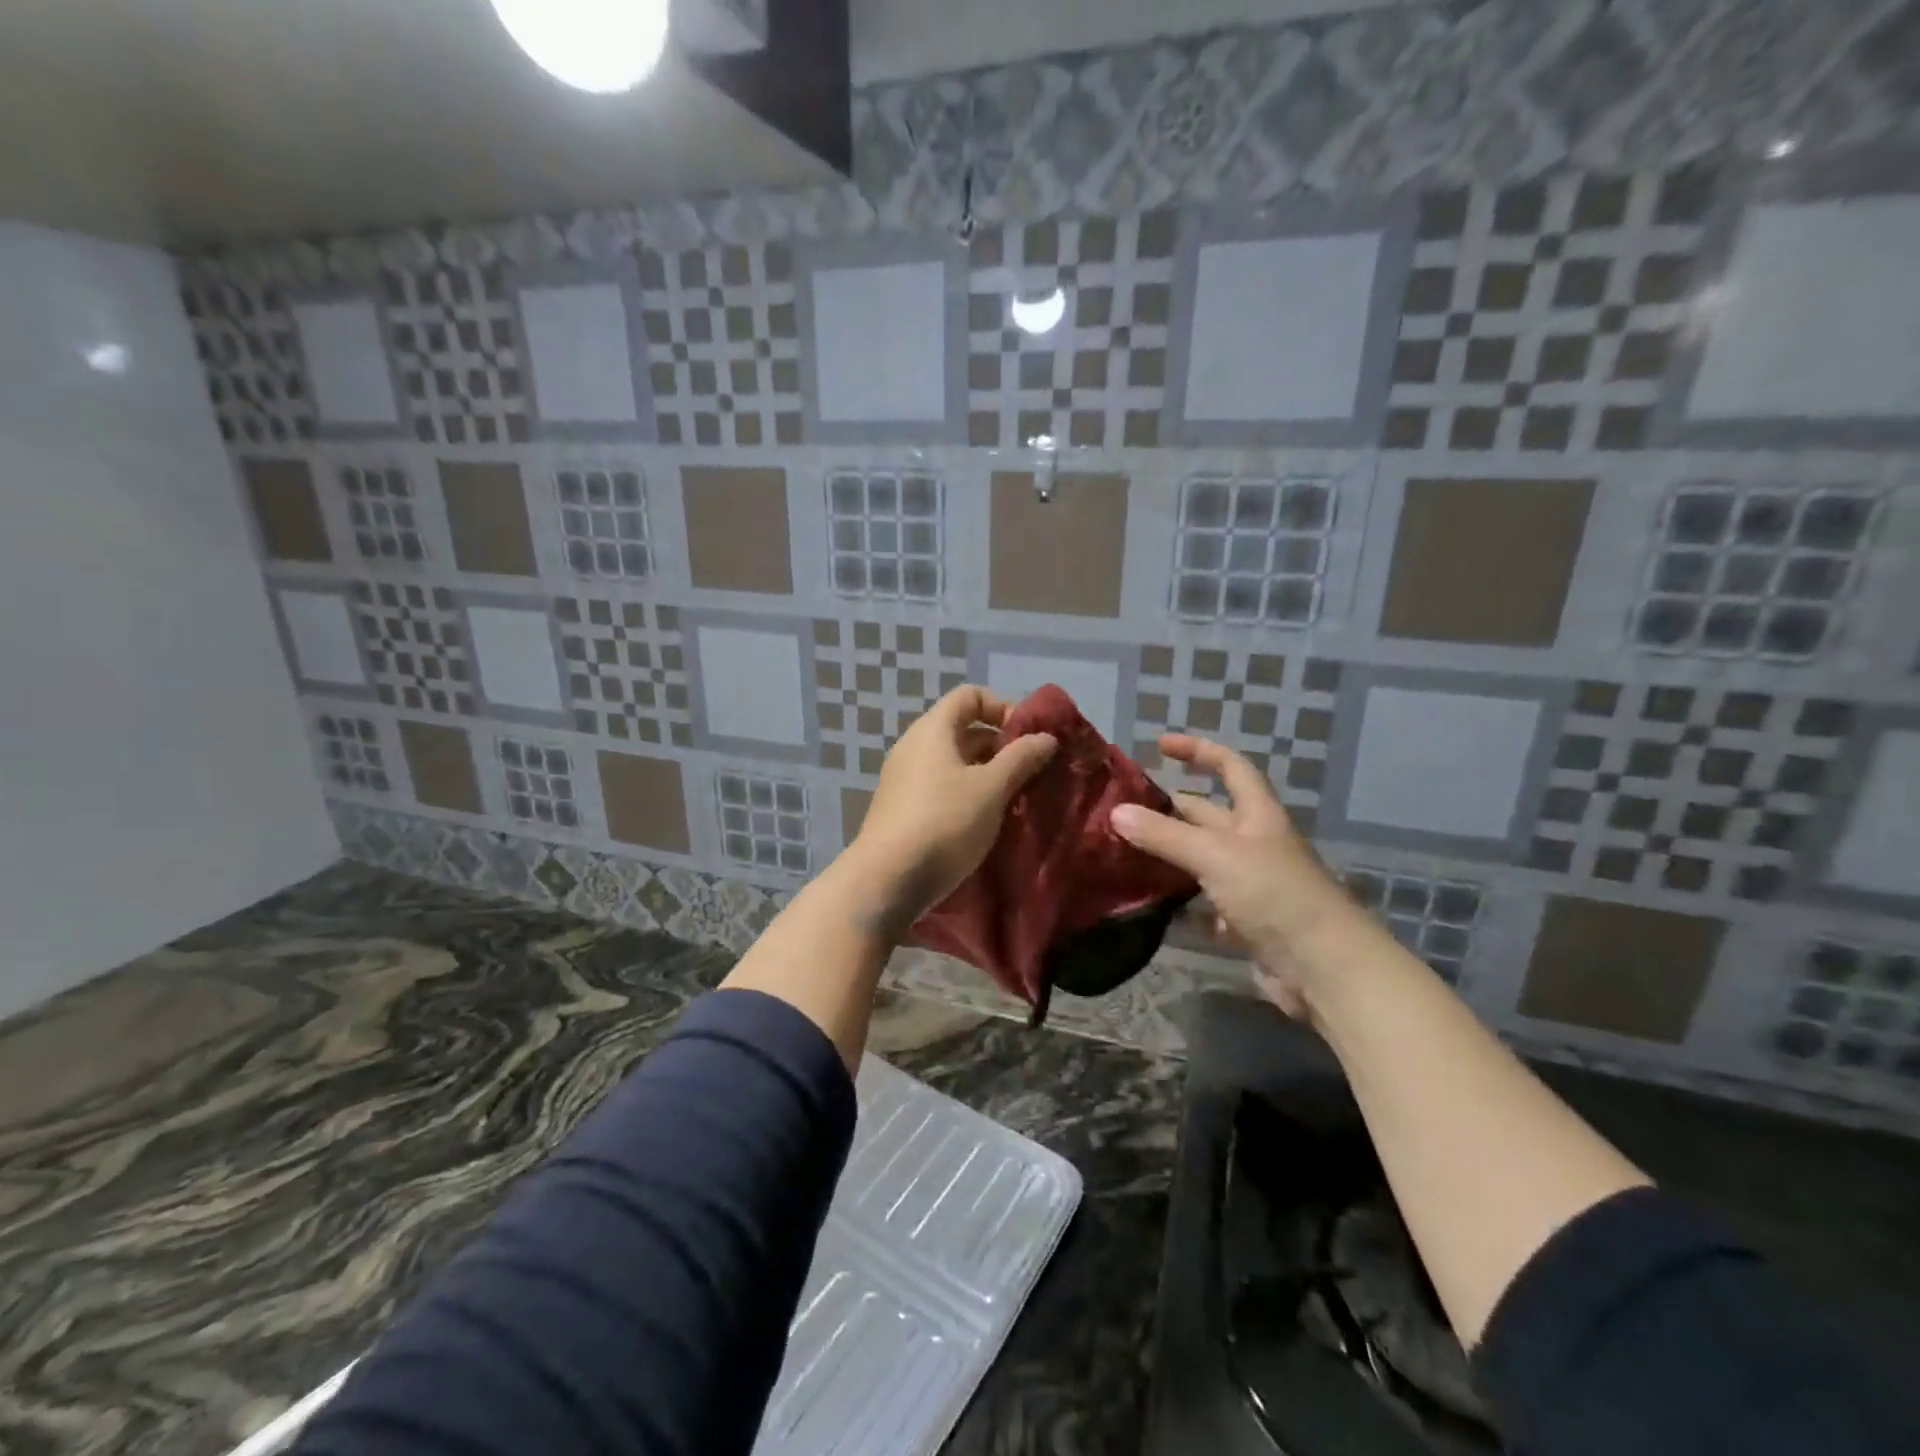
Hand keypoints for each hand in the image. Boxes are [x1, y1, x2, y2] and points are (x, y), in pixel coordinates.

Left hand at [847, 685, 1057, 930]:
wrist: (887, 880)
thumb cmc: (944, 822)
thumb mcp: (991, 788)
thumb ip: (1021, 758)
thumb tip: (1046, 736)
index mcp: (932, 730)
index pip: (969, 696)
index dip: (1003, 707)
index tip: (1028, 737)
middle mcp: (914, 747)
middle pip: (962, 730)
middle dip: (1001, 746)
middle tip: (1031, 772)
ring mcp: (904, 779)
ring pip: (954, 763)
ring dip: (987, 775)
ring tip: (1015, 800)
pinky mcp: (902, 810)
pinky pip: (941, 789)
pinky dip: (967, 795)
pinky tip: (986, 822)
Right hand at [1110, 734, 1358, 1018]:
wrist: (1325, 969)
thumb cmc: (1275, 895)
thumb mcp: (1216, 856)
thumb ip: (1165, 835)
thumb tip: (1115, 812)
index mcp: (1257, 816)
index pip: (1230, 767)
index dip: (1198, 751)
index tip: (1160, 745)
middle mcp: (1254, 845)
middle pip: (1207, 817)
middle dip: (1169, 810)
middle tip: (1121, 812)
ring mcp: (1251, 886)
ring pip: (1200, 863)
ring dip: (1168, 860)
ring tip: (1121, 856)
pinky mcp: (1245, 924)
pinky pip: (1204, 907)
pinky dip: (1179, 906)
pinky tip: (1147, 907)